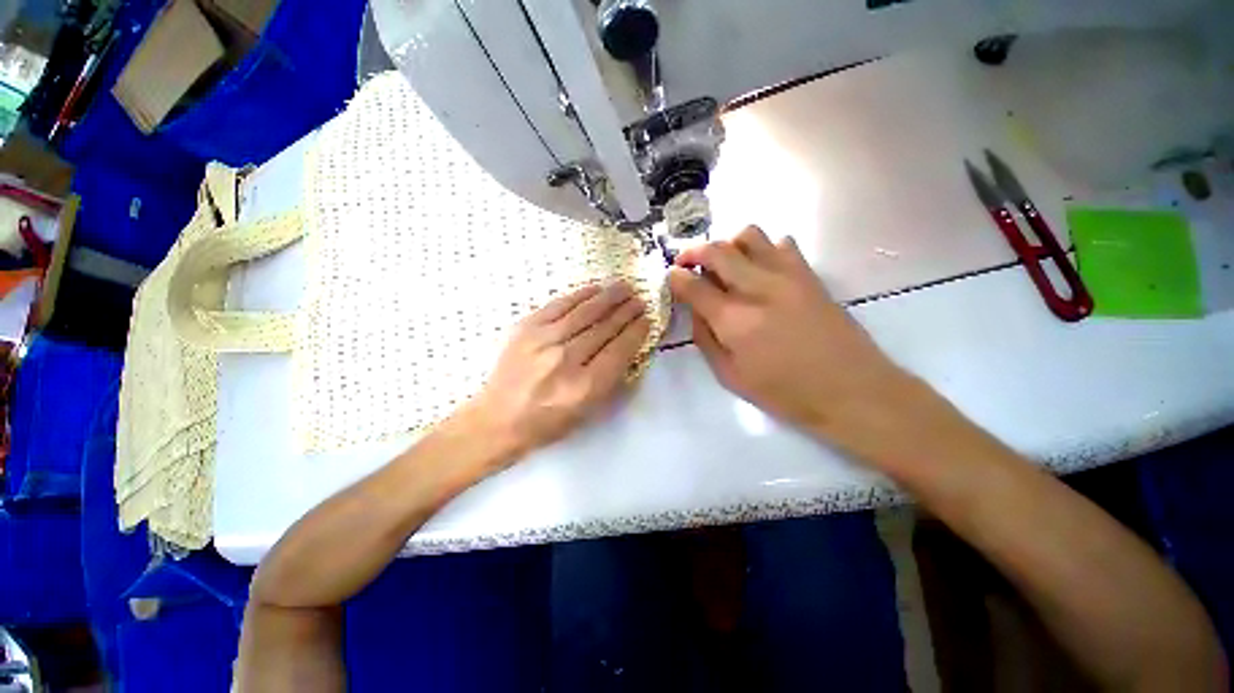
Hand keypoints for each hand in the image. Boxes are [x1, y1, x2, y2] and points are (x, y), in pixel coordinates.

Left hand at [460, 282, 650, 462]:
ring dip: (608, 297)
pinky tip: (595, 289)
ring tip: (624, 287)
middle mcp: (566, 360)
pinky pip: (560, 305)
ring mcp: (544, 340)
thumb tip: (627, 345)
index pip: (620, 349)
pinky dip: (580, 295)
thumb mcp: (588, 411)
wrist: (499, 418)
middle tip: (639, 299)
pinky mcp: (526, 328)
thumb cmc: (548, 422)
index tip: (646, 319)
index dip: (636, 331)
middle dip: (626, 311)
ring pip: (585, 312)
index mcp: (585, 386)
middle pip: (605, 327)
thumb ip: (611, 378)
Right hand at [668, 225, 912, 434]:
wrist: (851, 390)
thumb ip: (705, 339)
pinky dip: (762, 249)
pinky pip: (781, 243)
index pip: (693, 285)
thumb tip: (696, 310)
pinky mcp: (809, 274)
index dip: (676, 277)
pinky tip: (760, 270)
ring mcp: (787, 276)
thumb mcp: (730, 377)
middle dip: (693, 252)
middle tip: (687, 263)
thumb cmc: (785, 392)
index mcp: (734, 320)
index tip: (671, 276)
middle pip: (716, 250)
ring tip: (724, 264)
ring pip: (749, 235)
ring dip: (728, 244)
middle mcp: (758, 289)